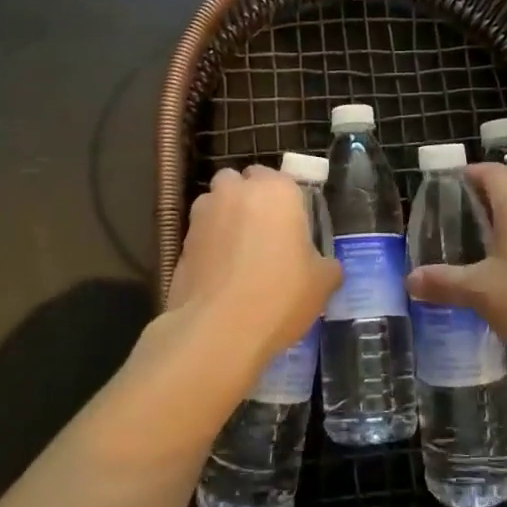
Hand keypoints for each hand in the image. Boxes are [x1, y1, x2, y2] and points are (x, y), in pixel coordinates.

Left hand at [167, 166, 341, 370]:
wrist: (219, 330)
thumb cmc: (280, 295)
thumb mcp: (322, 282)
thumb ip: (326, 265)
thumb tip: (325, 267)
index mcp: (277, 190)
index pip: (278, 177)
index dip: (283, 200)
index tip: (291, 226)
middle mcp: (237, 192)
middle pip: (239, 182)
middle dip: (247, 198)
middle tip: (262, 233)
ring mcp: (204, 214)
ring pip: (214, 203)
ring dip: (223, 217)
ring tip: (236, 253)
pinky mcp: (181, 241)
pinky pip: (199, 233)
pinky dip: (207, 244)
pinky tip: (219, 274)